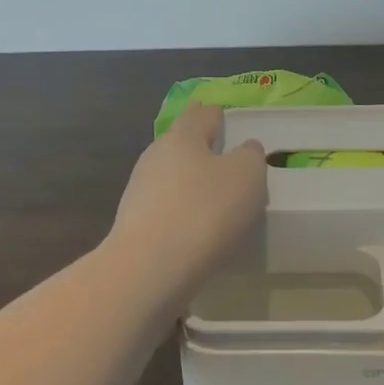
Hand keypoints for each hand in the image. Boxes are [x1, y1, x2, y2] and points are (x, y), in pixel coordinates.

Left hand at [106, 104, 267, 303]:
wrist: (147, 270)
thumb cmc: (204, 212)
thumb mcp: (247, 176)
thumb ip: (250, 156)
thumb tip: (244, 150)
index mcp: (183, 136)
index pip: (202, 114)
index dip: (216, 115)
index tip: (225, 120)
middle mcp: (156, 155)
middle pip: (182, 144)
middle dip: (201, 150)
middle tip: (227, 163)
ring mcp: (140, 190)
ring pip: (172, 177)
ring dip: (190, 184)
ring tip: (214, 200)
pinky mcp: (133, 224)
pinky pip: (165, 208)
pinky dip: (181, 212)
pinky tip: (196, 230)